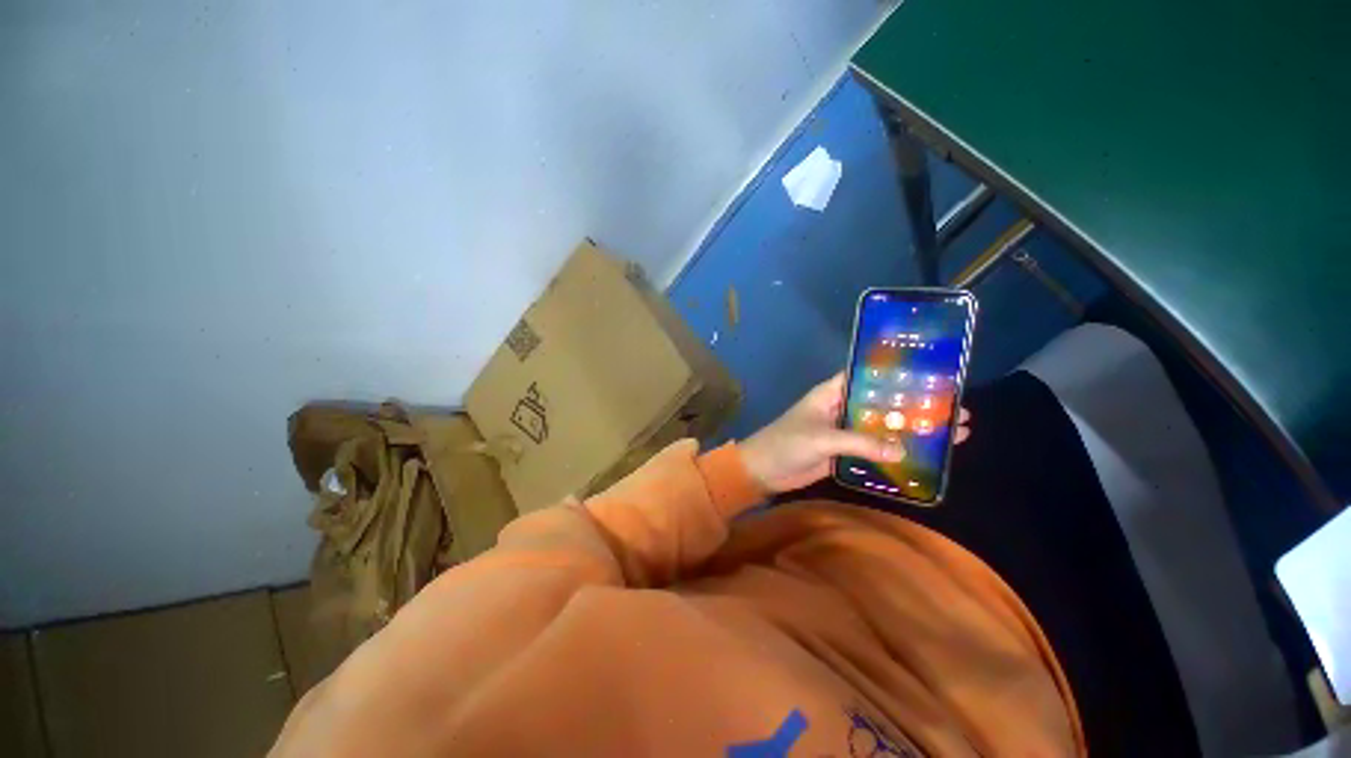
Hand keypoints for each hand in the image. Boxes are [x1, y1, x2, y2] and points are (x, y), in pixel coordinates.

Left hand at [739, 372, 970, 493]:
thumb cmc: (786, 443)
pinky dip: (893, 452)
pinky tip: (921, 457)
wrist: (763, 470)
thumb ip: (860, 442)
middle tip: (955, 411)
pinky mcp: (843, 452)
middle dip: (913, 407)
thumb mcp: (822, 438)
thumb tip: (903, 450)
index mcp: (832, 393)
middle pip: (882, 404)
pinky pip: (873, 449)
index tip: (932, 376)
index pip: (867, 376)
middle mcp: (841, 407)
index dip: (896, 375)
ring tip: (951, 434)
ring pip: (881, 427)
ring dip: (908, 431)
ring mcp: (843, 431)